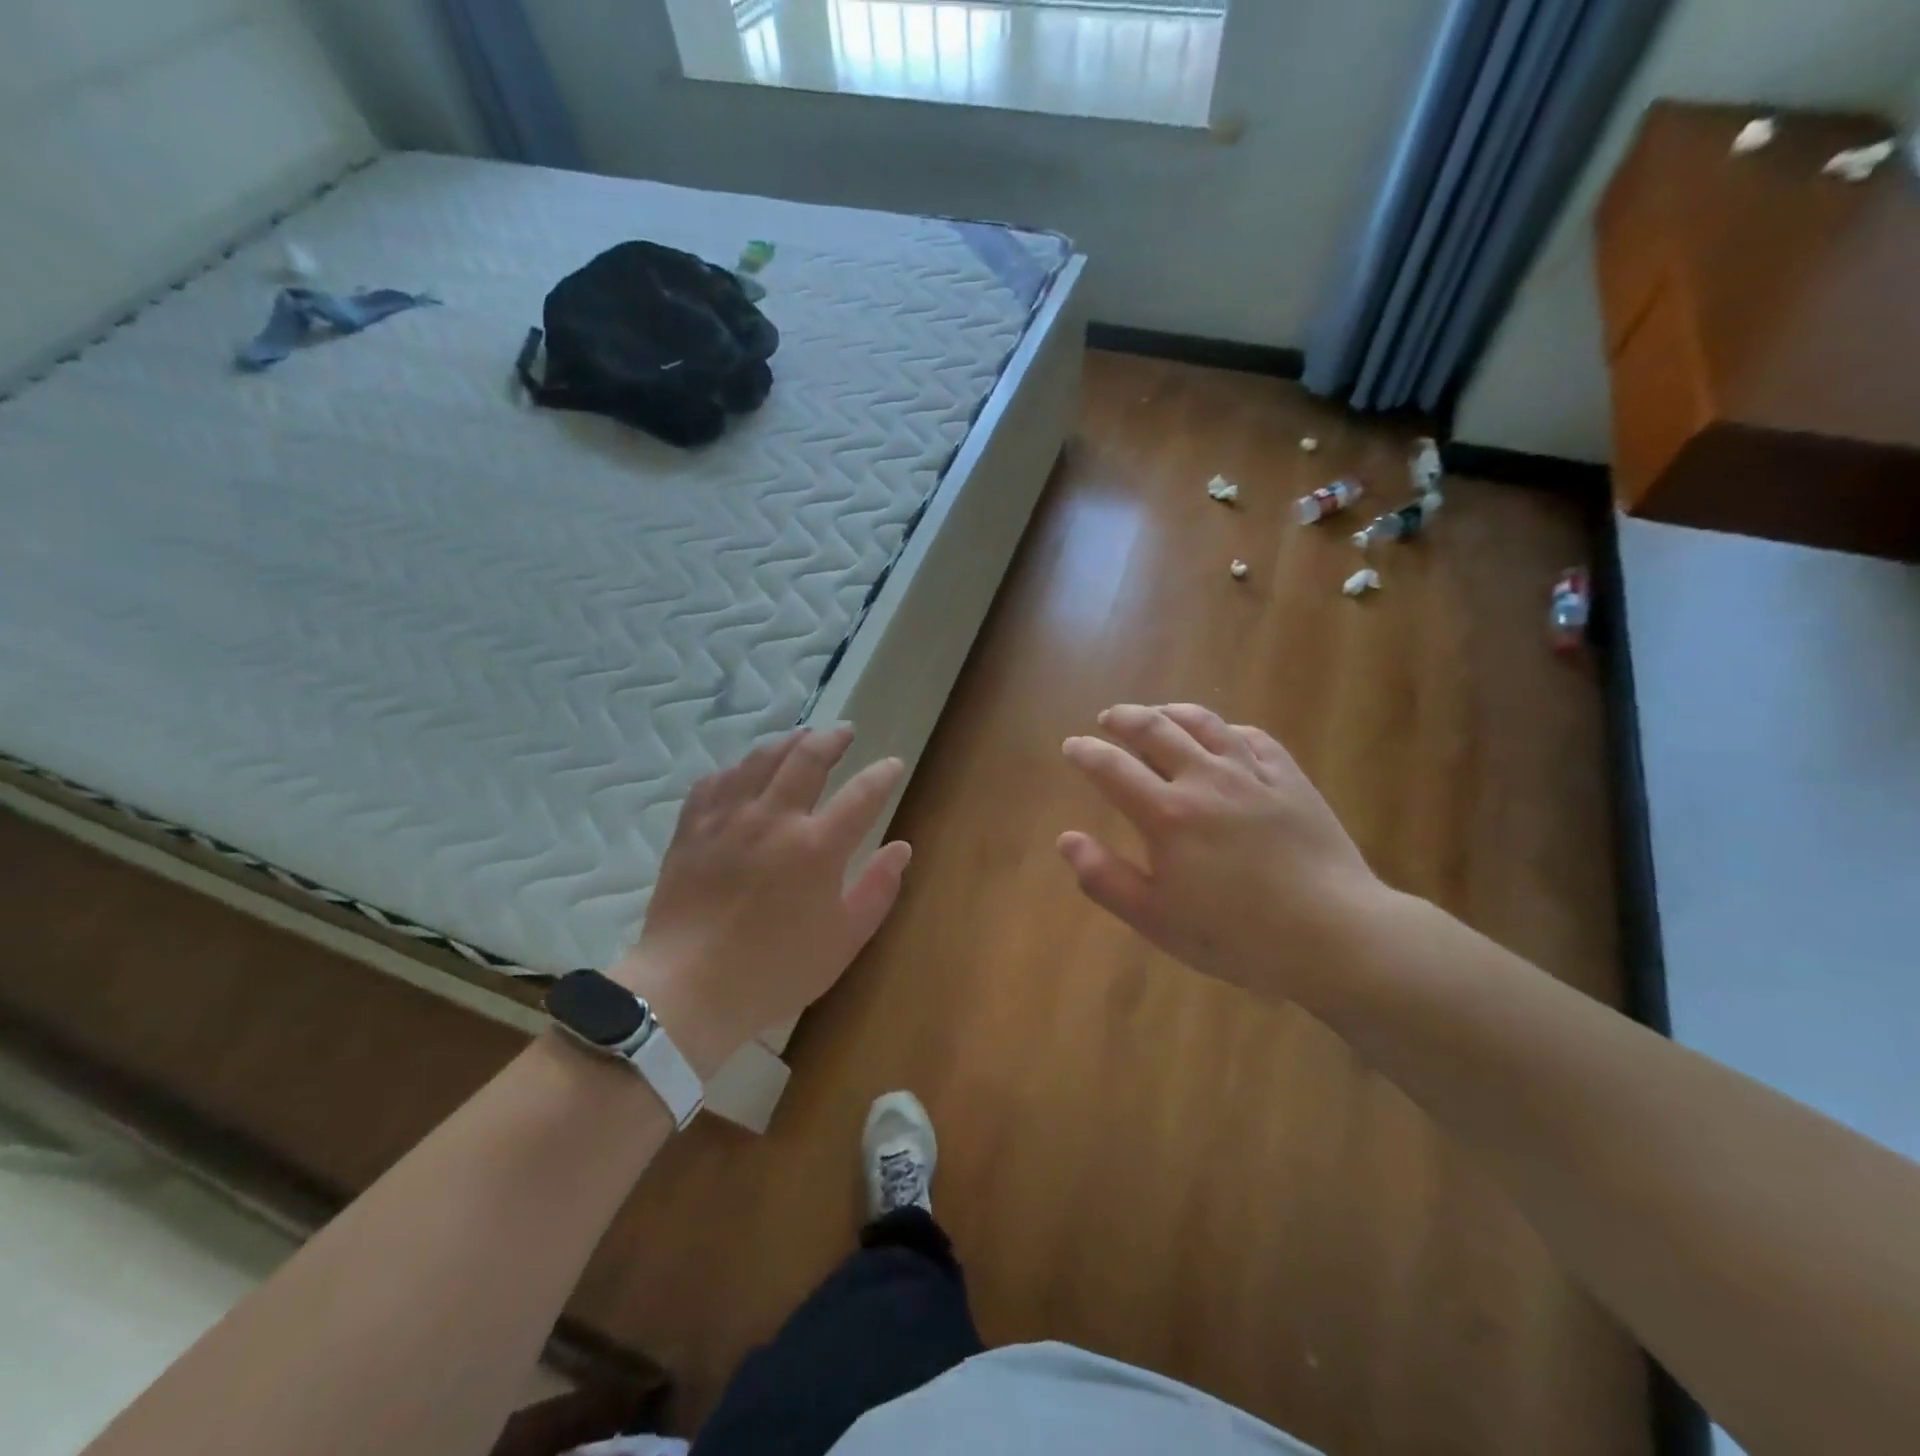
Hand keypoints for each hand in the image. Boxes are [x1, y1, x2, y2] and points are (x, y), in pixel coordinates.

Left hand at [609, 727, 910, 1078]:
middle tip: (844, 732)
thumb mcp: (843, 941)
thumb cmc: (775, 971)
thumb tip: (901, 848)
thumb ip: (877, 889)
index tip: (892, 765)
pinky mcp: (692, 829)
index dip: (882, 774)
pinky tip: (743, 772)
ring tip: (800, 738)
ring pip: (760, 760)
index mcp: (817, 847)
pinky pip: (715, 782)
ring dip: (787, 743)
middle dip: (832, 739)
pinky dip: (736, 769)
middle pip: (807, 758)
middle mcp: (774, 819)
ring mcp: (728, 819)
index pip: (862, 794)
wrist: (688, 990)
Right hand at [1059, 703, 1385, 1006]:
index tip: (1072, 745)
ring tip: (1158, 713)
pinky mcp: (1290, 779)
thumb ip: (1105, 878)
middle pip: (1156, 730)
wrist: (1333, 934)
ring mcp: (1252, 774)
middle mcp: (1204, 780)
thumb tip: (1066, 840)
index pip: (1112, 768)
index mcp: (1166, 814)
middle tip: (1109, 718)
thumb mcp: (1156, 919)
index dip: (1086, 752)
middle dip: (1124, 718)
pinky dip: (1228, 729)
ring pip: (1204, 723)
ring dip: (1172, 711)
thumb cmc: (1236, 935)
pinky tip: (1223, 734)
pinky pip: (1253, 738)